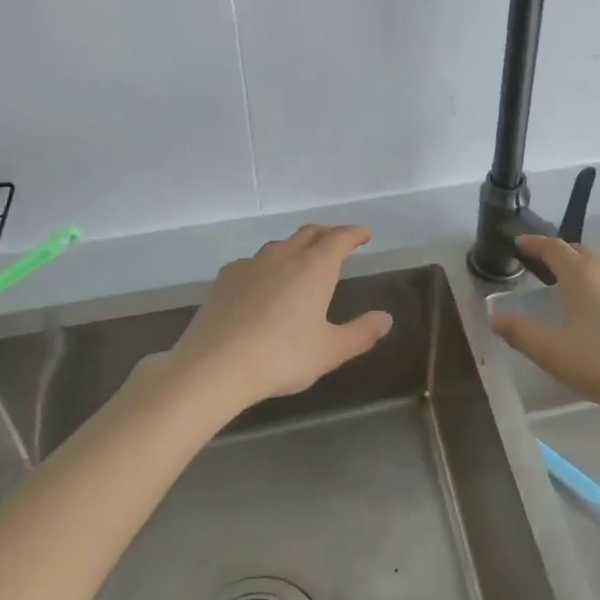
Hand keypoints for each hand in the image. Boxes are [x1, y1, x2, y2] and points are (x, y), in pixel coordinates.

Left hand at [170, 224, 390, 413]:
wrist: (214, 366)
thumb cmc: (281, 356)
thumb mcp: (330, 351)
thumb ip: (361, 333)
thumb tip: (385, 318)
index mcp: (315, 267)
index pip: (339, 238)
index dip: (354, 233)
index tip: (363, 235)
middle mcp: (284, 255)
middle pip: (309, 233)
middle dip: (327, 234)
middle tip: (338, 243)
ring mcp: (251, 264)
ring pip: (280, 245)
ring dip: (296, 248)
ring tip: (301, 263)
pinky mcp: (225, 278)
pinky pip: (253, 262)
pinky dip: (266, 266)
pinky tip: (262, 285)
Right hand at [490, 235, 599, 419]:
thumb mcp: (552, 352)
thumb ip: (521, 333)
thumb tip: (496, 318)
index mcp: (581, 275)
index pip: (553, 247)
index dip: (534, 244)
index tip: (519, 244)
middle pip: (578, 253)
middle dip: (558, 254)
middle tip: (540, 265)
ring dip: (580, 271)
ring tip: (566, 289)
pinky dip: (598, 289)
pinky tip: (597, 314)